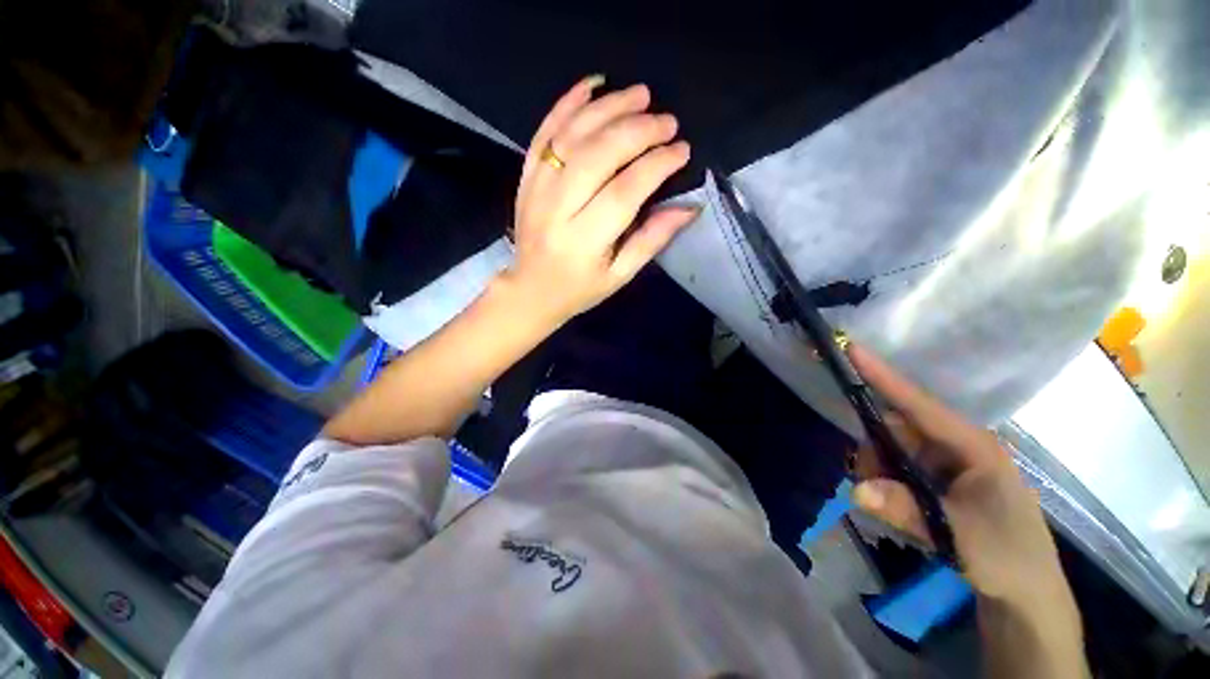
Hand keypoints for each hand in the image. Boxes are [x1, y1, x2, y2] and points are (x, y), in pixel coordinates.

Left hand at [501, 76, 699, 324]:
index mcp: (584, 240)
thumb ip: (651, 240)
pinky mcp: (527, 177)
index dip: (656, 166)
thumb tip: (689, 207)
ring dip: (608, 108)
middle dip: (637, 131)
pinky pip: (544, 132)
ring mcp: (537, 188)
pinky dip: (567, 104)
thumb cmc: (580, 288)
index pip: (624, 192)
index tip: (681, 151)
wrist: (531, 289)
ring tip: (641, 95)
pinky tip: (593, 85)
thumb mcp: (620, 275)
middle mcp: (558, 209)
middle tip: (667, 121)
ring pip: (572, 136)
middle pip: (598, 156)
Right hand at [847, 345, 1070, 606]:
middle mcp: (954, 446)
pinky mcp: (936, 479)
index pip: (919, 404)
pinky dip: (886, 483)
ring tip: (889, 505)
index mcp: (972, 445)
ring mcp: (944, 463)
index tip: (852, 350)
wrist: (1026, 592)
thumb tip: (856, 487)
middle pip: (895, 428)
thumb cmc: (1006, 554)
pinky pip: (896, 468)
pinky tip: (895, 507)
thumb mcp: (959, 534)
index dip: (884, 377)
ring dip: (878, 472)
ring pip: (890, 449)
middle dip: (873, 450)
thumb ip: (906, 508)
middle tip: (867, 480)